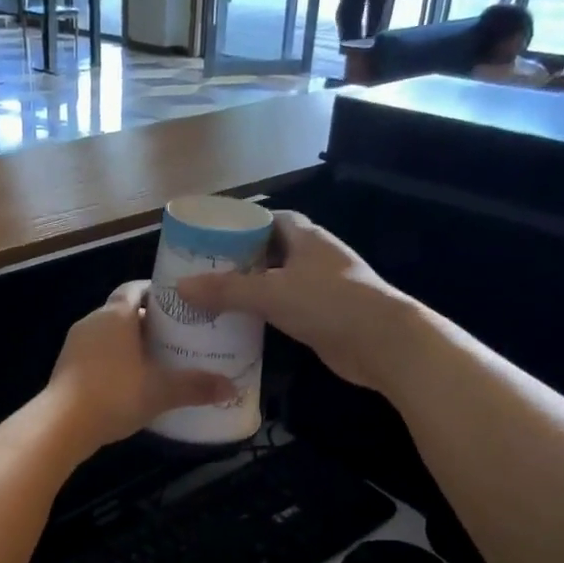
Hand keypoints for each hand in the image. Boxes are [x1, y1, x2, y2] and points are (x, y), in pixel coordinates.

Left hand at [46, 281, 234, 451]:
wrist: (62, 425)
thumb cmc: (114, 394)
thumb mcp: (160, 391)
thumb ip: (195, 386)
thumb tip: (231, 387)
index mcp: (115, 315)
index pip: (135, 289)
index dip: (157, 294)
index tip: (179, 305)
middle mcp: (92, 322)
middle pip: (123, 312)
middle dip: (149, 323)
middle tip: (177, 337)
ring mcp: (75, 345)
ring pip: (108, 335)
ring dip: (130, 344)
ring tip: (158, 361)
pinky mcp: (66, 367)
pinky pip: (96, 355)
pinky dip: (114, 362)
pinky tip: (130, 382)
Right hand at [175, 213, 411, 391]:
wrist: (382, 343)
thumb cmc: (328, 303)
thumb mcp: (270, 293)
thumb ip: (226, 290)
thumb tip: (180, 286)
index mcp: (306, 237)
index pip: (270, 219)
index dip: (242, 224)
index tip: (211, 236)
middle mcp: (314, 258)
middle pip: (270, 251)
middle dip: (240, 260)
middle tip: (203, 272)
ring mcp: (321, 288)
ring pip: (278, 283)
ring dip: (251, 290)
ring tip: (213, 298)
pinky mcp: (323, 317)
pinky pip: (285, 309)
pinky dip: (264, 314)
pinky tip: (240, 324)